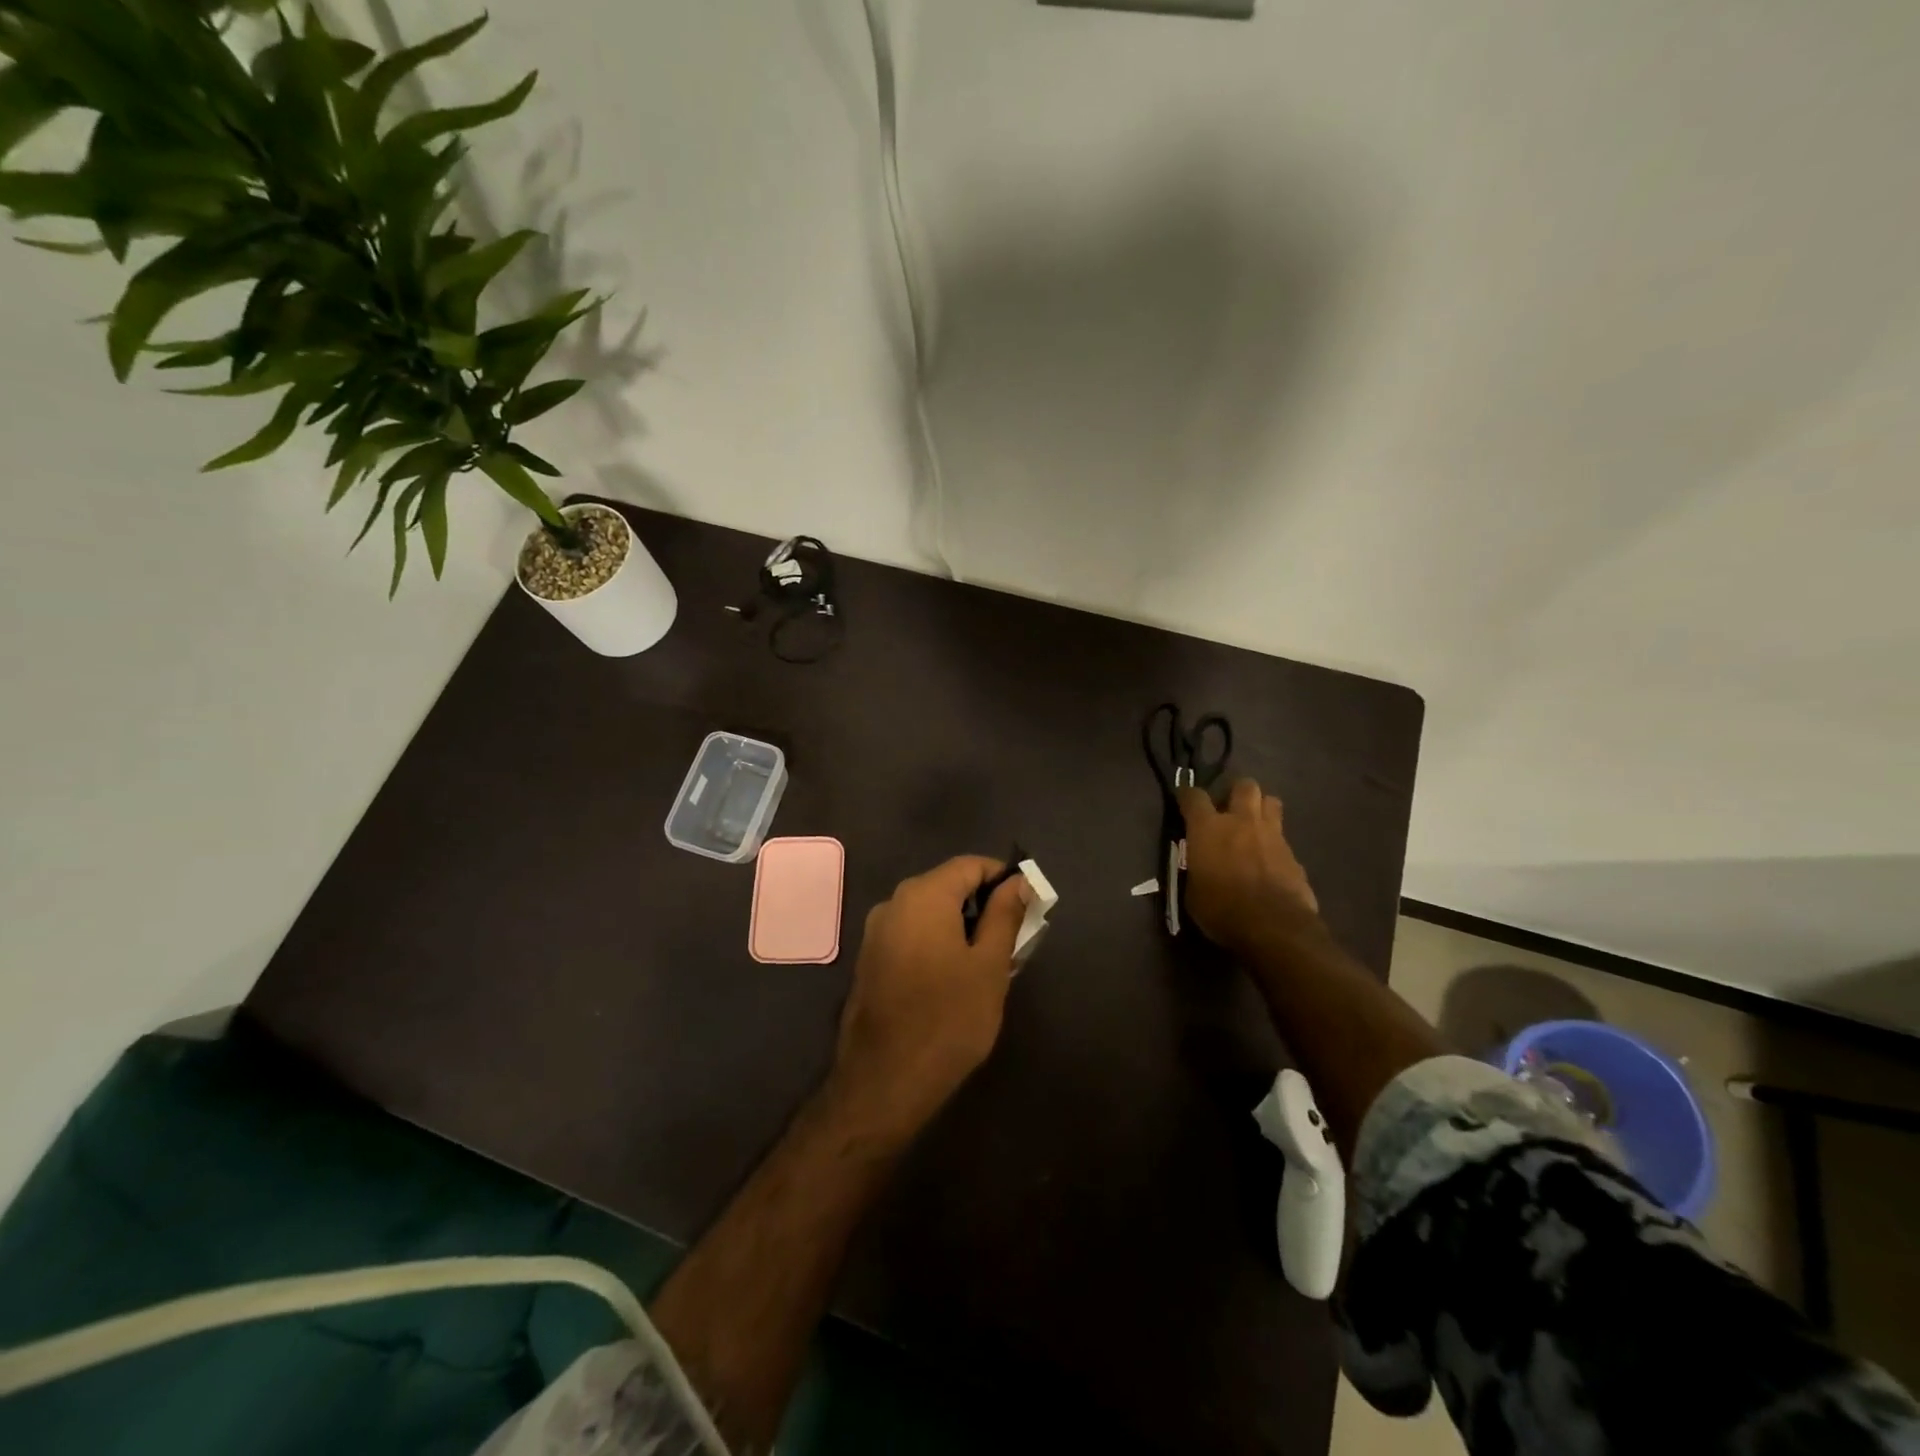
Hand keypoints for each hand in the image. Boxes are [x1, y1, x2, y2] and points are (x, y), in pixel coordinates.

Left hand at [831, 856, 1030, 1139]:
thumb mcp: (989, 966)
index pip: (970, 865)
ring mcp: (876, 932)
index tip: (1028, 904)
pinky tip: (955, 976)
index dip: (1002, 877)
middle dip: (983, 904)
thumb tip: (1017, 882)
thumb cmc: (948, 1019)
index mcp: (923, 895)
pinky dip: (937, 941)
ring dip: (961, 925)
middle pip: (947, 885)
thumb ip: (1004, 916)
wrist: (885, 1081)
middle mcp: (893, 902)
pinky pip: (911, 934)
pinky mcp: (870, 959)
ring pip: (929, 912)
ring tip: (989, 961)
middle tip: (1013, 938)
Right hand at [1176, 778, 1318, 952]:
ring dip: (1261, 809)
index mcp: (1208, 828)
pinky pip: (1283, 837)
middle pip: (1244, 786)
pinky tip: (1269, 860)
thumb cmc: (1222, 910)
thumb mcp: (1192, 892)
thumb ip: (1196, 868)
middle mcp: (1241, 821)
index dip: (1187, 796)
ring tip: (1253, 826)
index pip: (1194, 796)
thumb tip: (1200, 865)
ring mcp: (1272, 835)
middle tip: (1228, 810)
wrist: (1274, 928)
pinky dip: (1274, 843)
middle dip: (1236, 793)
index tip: (1184, 801)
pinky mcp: (1293, 854)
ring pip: (1271, 802)